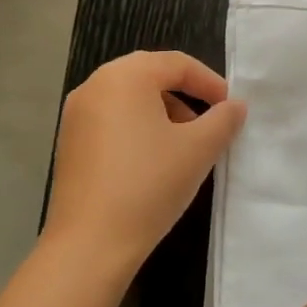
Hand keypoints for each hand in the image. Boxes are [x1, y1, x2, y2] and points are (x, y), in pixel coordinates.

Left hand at [43, 50, 245, 271]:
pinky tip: (155, 162)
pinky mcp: (70, 143)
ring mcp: (76, 115)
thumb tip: (235, 106)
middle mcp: (94, 86)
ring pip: (130, 100)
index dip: (210, 82)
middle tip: (211, 122)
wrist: (91, 242)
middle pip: (150, 76)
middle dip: (186, 96)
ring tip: (186, 145)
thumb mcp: (198, 150)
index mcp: (124, 76)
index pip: (176, 63)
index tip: (231, 108)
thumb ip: (223, 120)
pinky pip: (112, 121)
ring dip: (163, 113)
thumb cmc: (149, 184)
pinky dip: (138, 129)